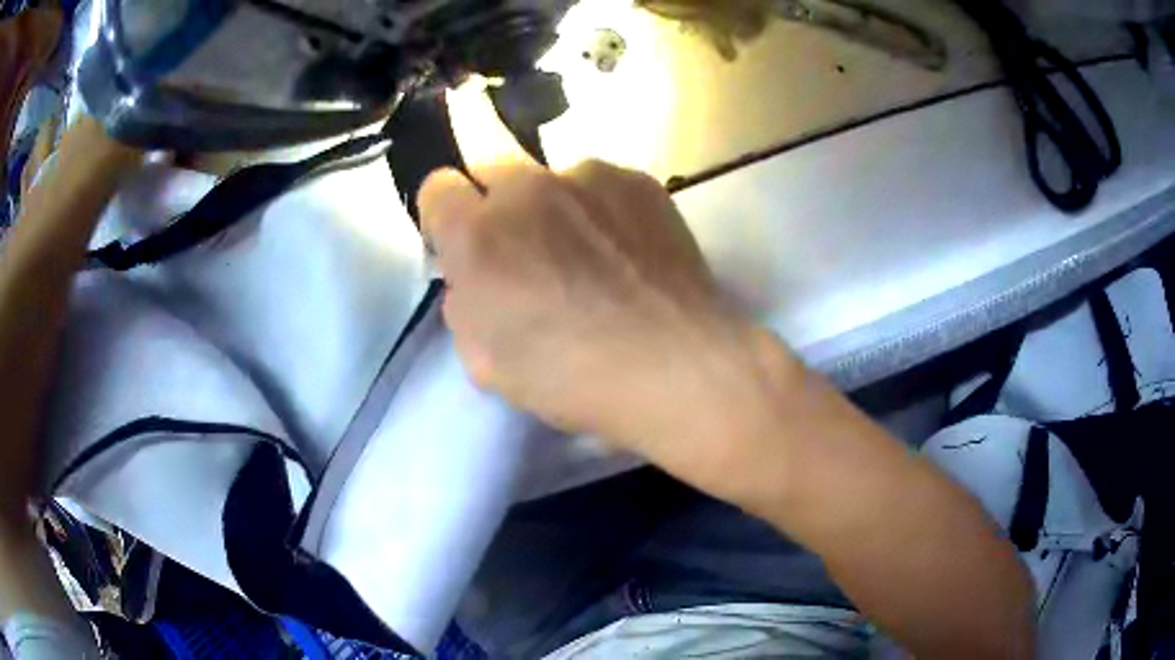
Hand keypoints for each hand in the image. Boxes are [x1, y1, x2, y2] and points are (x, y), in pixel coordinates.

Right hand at [419, 159, 804, 502]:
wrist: (675, 366)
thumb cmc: (569, 377)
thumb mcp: (482, 359)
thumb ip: (464, 300)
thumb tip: (475, 275)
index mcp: (477, 233)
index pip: (437, 187)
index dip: (445, 215)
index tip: (462, 243)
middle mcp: (527, 187)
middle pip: (490, 167)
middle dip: (495, 202)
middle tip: (524, 248)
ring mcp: (588, 176)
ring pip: (550, 176)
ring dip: (553, 206)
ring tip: (592, 254)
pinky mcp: (639, 181)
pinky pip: (601, 184)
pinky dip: (602, 209)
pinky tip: (629, 251)